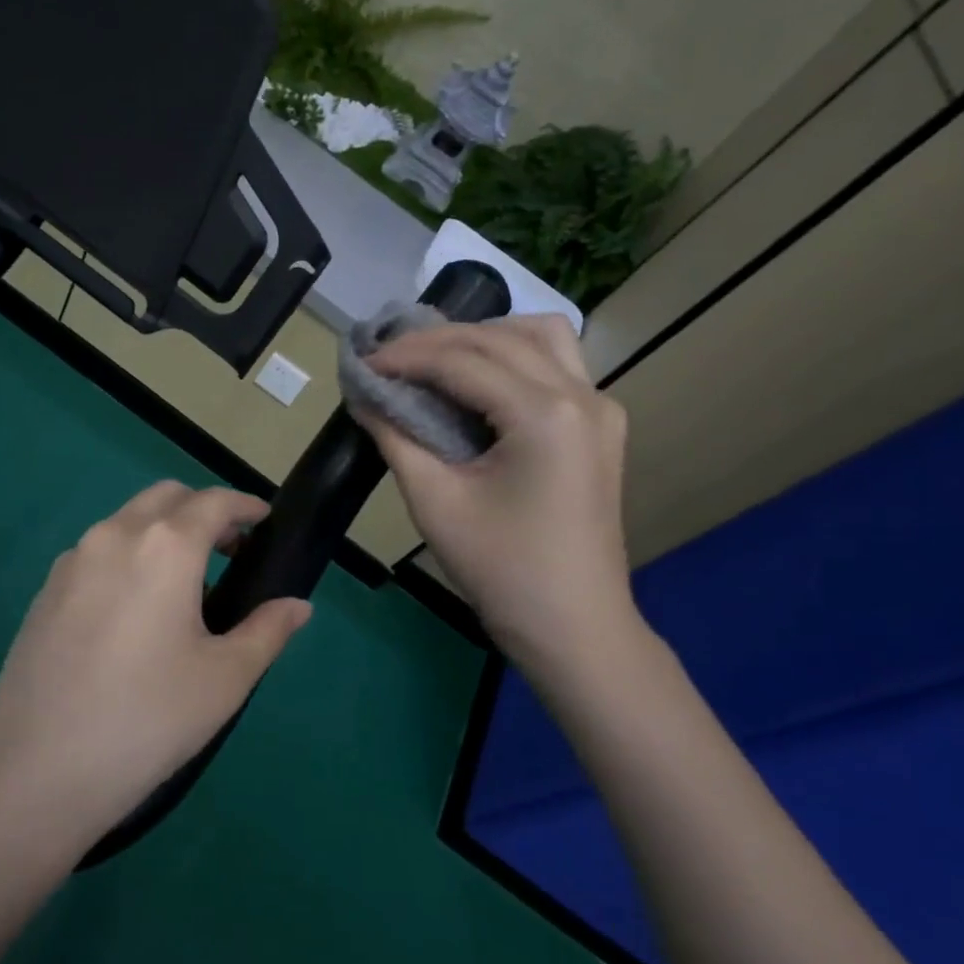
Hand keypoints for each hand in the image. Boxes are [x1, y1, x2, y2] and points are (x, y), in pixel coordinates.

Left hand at [0, 482, 310, 846]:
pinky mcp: (44, 591)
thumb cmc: (149, 718)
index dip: (246, 505)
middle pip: (166, 498)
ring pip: (126, 522)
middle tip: (230, 551)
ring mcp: (72, 561)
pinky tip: (133, 612)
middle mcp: (114, 536)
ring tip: (183, 587)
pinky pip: (96, 553)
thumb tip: (297, 606)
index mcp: (164, 546)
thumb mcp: (224, 678)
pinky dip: (127, 557)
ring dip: (162, 532)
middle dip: (203, 510)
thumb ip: (267, 631)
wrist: (39, 769)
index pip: (214, 502)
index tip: (265, 520)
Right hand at [354, 315, 638, 667]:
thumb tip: (365, 395)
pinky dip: (513, 357)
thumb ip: (394, 437)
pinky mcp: (601, 426)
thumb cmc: (500, 570)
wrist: (573, 626)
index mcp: (544, 414)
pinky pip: (557, 365)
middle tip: (387, 358)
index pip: (463, 360)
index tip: (362, 363)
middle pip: (501, 338)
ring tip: (434, 360)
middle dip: (438, 340)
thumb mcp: (434, 502)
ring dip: (483, 337)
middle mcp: (582, 395)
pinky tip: (478, 381)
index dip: (405, 357)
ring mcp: (601, 408)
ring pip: (541, 337)